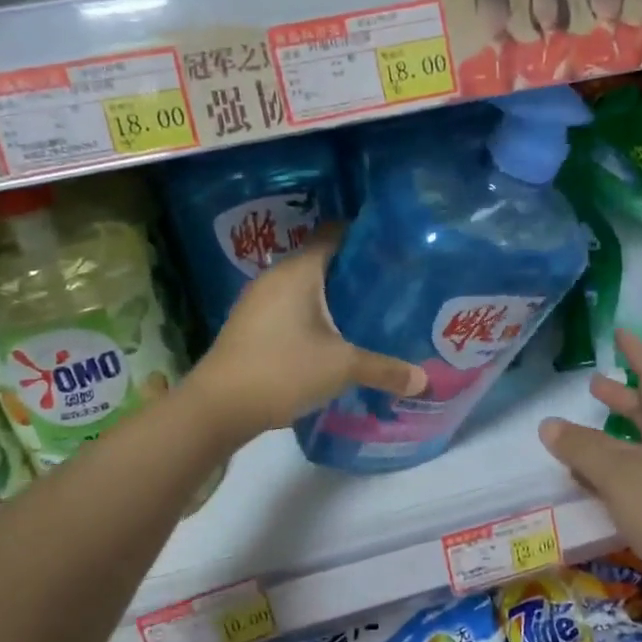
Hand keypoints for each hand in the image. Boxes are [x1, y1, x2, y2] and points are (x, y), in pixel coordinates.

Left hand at [187, 232, 425, 440]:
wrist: (217, 408)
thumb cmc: (283, 370)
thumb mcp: (342, 368)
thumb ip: (385, 369)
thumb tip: (424, 380)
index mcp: (299, 271)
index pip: (335, 234)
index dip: (365, 237)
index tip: (395, 250)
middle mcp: (276, 277)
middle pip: (322, 262)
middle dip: (355, 273)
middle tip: (392, 287)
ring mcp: (258, 302)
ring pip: (305, 289)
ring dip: (333, 299)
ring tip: (369, 313)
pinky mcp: (250, 326)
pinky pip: (290, 309)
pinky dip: (313, 317)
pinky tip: (334, 339)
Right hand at [539, 331, 641, 641]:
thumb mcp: (623, 477)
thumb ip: (584, 449)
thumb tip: (548, 423)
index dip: (637, 355)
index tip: (621, 331)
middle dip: (620, 399)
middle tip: (592, 386)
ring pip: (638, 450)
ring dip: (610, 440)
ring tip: (576, 437)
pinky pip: (635, 483)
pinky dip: (610, 476)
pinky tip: (588, 486)